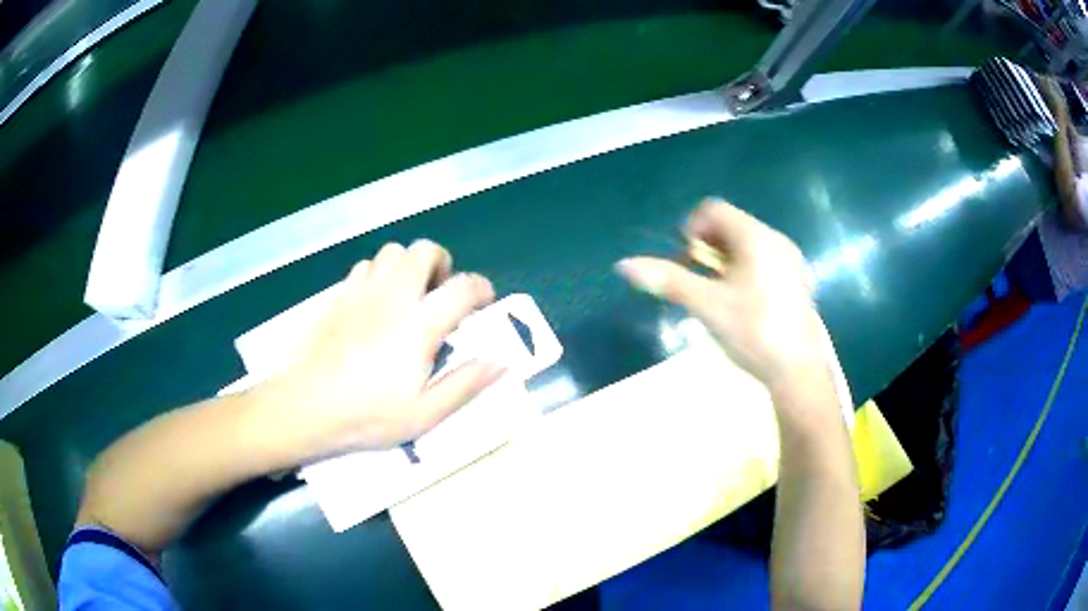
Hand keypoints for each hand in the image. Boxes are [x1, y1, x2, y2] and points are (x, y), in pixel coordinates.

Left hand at [256, 240, 503, 463]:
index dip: (481, 288)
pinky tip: (377, 302)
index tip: (484, 301)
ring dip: (409, 266)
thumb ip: (464, 385)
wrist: (306, 406)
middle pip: (424, 251)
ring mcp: (361, 292)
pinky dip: (380, 274)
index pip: (462, 288)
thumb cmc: (367, 416)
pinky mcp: (338, 296)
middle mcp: (392, 297)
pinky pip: (366, 266)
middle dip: (442, 263)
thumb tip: (500, 364)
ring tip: (409, 295)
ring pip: (392, 252)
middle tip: (440, 293)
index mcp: (418, 325)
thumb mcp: (424, 415)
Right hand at [616, 199, 827, 391]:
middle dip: (705, 246)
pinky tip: (742, 303)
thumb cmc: (753, 332)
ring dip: (723, 260)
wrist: (797, 371)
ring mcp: (789, 259)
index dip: (691, 228)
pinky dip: (743, 270)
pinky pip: (762, 259)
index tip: (686, 261)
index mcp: (755, 237)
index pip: (713, 209)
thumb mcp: (707, 305)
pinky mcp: (795, 279)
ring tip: (717, 294)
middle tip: (698, 281)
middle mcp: (775, 239)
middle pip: (730, 225)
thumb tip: (624, 265)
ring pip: (746, 244)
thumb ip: (668, 280)